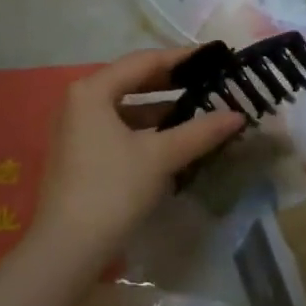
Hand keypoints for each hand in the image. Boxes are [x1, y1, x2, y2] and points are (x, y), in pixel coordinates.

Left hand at [33, 48, 245, 271]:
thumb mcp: (160, 157)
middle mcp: (78, 101)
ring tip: (196, 111)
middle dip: (170, 83)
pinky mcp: (77, 153)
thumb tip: (238, 114)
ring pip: (124, 107)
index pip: (143, 61)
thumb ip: (200, 131)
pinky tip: (170, 139)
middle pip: (131, 81)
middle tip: (206, 81)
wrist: (67, 249)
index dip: (180, 58)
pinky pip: (115, 127)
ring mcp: (74, 128)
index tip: (212, 57)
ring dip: (158, 108)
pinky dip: (143, 128)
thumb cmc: (112, 190)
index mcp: (92, 90)